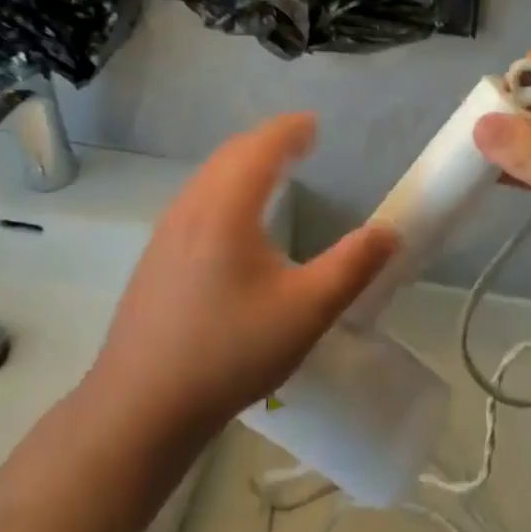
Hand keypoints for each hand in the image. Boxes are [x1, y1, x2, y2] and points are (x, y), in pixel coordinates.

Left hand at [84, 114, 397, 448]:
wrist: (140, 407)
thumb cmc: (228, 353)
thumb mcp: (305, 312)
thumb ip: (352, 267)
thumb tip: (390, 231)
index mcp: (226, 209)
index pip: (260, 148)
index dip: (289, 130)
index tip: (314, 124)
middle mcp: (191, 208)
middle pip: (231, 155)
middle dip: (267, 141)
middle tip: (300, 141)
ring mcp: (166, 233)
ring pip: (208, 177)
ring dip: (243, 162)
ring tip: (273, 170)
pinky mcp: (155, 258)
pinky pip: (196, 199)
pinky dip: (224, 186)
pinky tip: (235, 219)